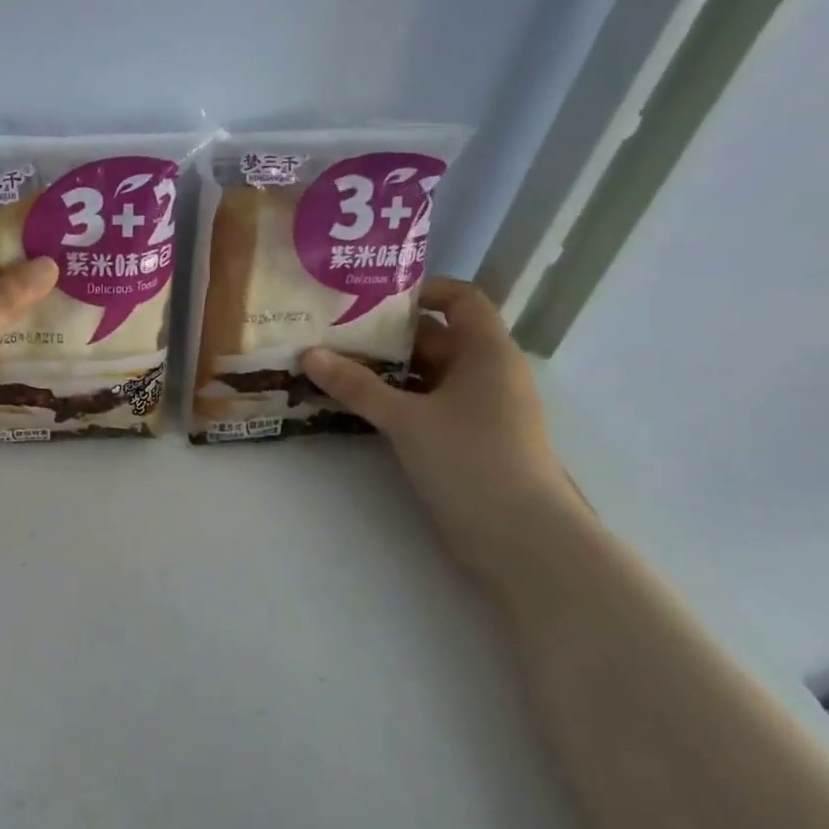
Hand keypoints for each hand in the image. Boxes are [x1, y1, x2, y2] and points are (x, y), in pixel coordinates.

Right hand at [301, 278, 584, 577]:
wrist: (519, 536)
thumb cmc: (471, 459)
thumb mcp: (407, 419)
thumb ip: (357, 386)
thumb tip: (309, 354)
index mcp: (487, 352)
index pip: (461, 299)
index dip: (422, 291)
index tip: (371, 298)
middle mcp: (486, 373)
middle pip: (436, 338)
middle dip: (386, 335)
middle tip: (333, 332)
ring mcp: (476, 409)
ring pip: (426, 375)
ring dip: (384, 371)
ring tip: (332, 366)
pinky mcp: (464, 439)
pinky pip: (425, 405)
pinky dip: (393, 400)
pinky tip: (354, 405)